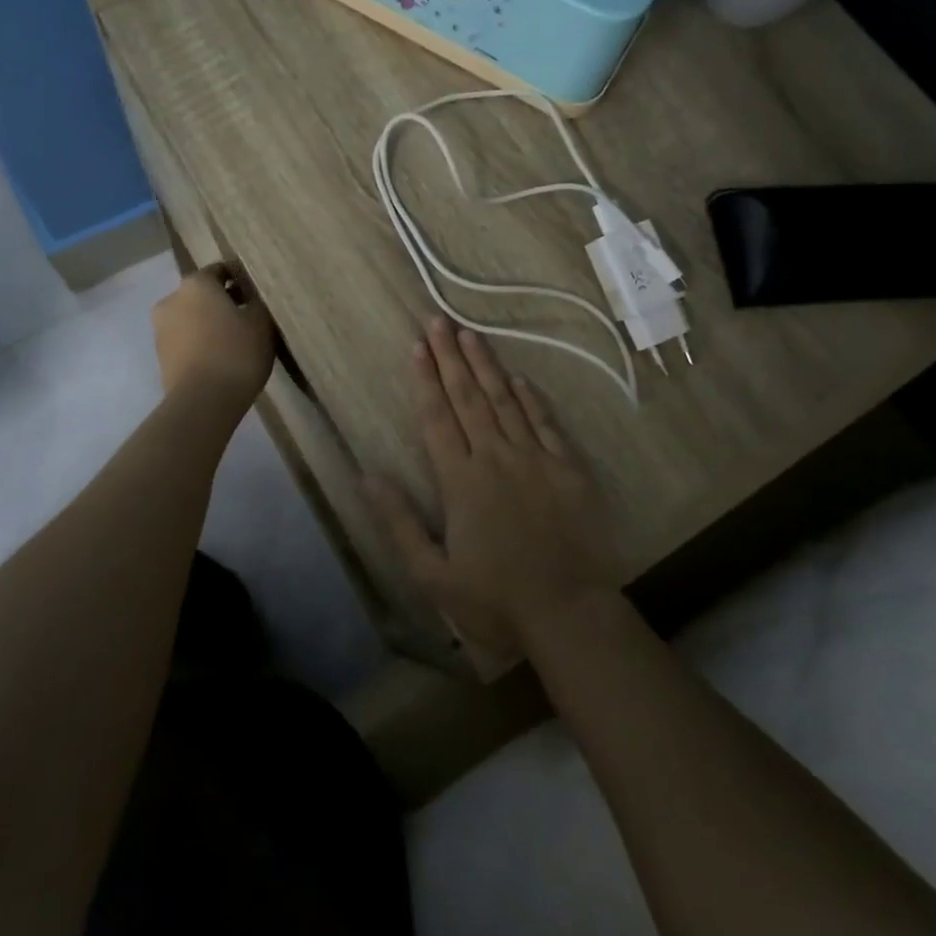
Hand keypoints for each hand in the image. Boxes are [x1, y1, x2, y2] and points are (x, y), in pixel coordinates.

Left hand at [151, 266, 275, 407]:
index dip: (242, 279)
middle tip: (250, 318)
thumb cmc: (236, 352)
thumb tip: (252, 298)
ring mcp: (161, 328)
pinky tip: (221, 357)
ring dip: (211, 323)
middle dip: (224, 302)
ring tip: (236, 341)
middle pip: (203, 294)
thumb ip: (257, 302)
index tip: (258, 294)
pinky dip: (201, 342)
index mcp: (196, 283)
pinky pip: (186, 340)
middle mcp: (172, 298)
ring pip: (192, 317)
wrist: (202, 402)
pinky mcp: (160, 355)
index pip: (221, 270)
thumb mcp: (261, 322)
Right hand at [367, 318, 614, 658]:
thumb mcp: (433, 574)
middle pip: (468, 398)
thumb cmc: (495, 600)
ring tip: (471, 334)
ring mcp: (535, 459)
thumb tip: (367, 477)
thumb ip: (400, 522)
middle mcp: (495, 457)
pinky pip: (545, 423)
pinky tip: (519, 378)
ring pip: (505, 401)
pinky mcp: (567, 469)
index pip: (437, 417)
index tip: (417, 345)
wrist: (569, 615)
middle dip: (451, 356)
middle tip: (439, 320)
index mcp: (461, 480)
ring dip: (486, 366)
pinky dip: (530, 398)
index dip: (425, 379)